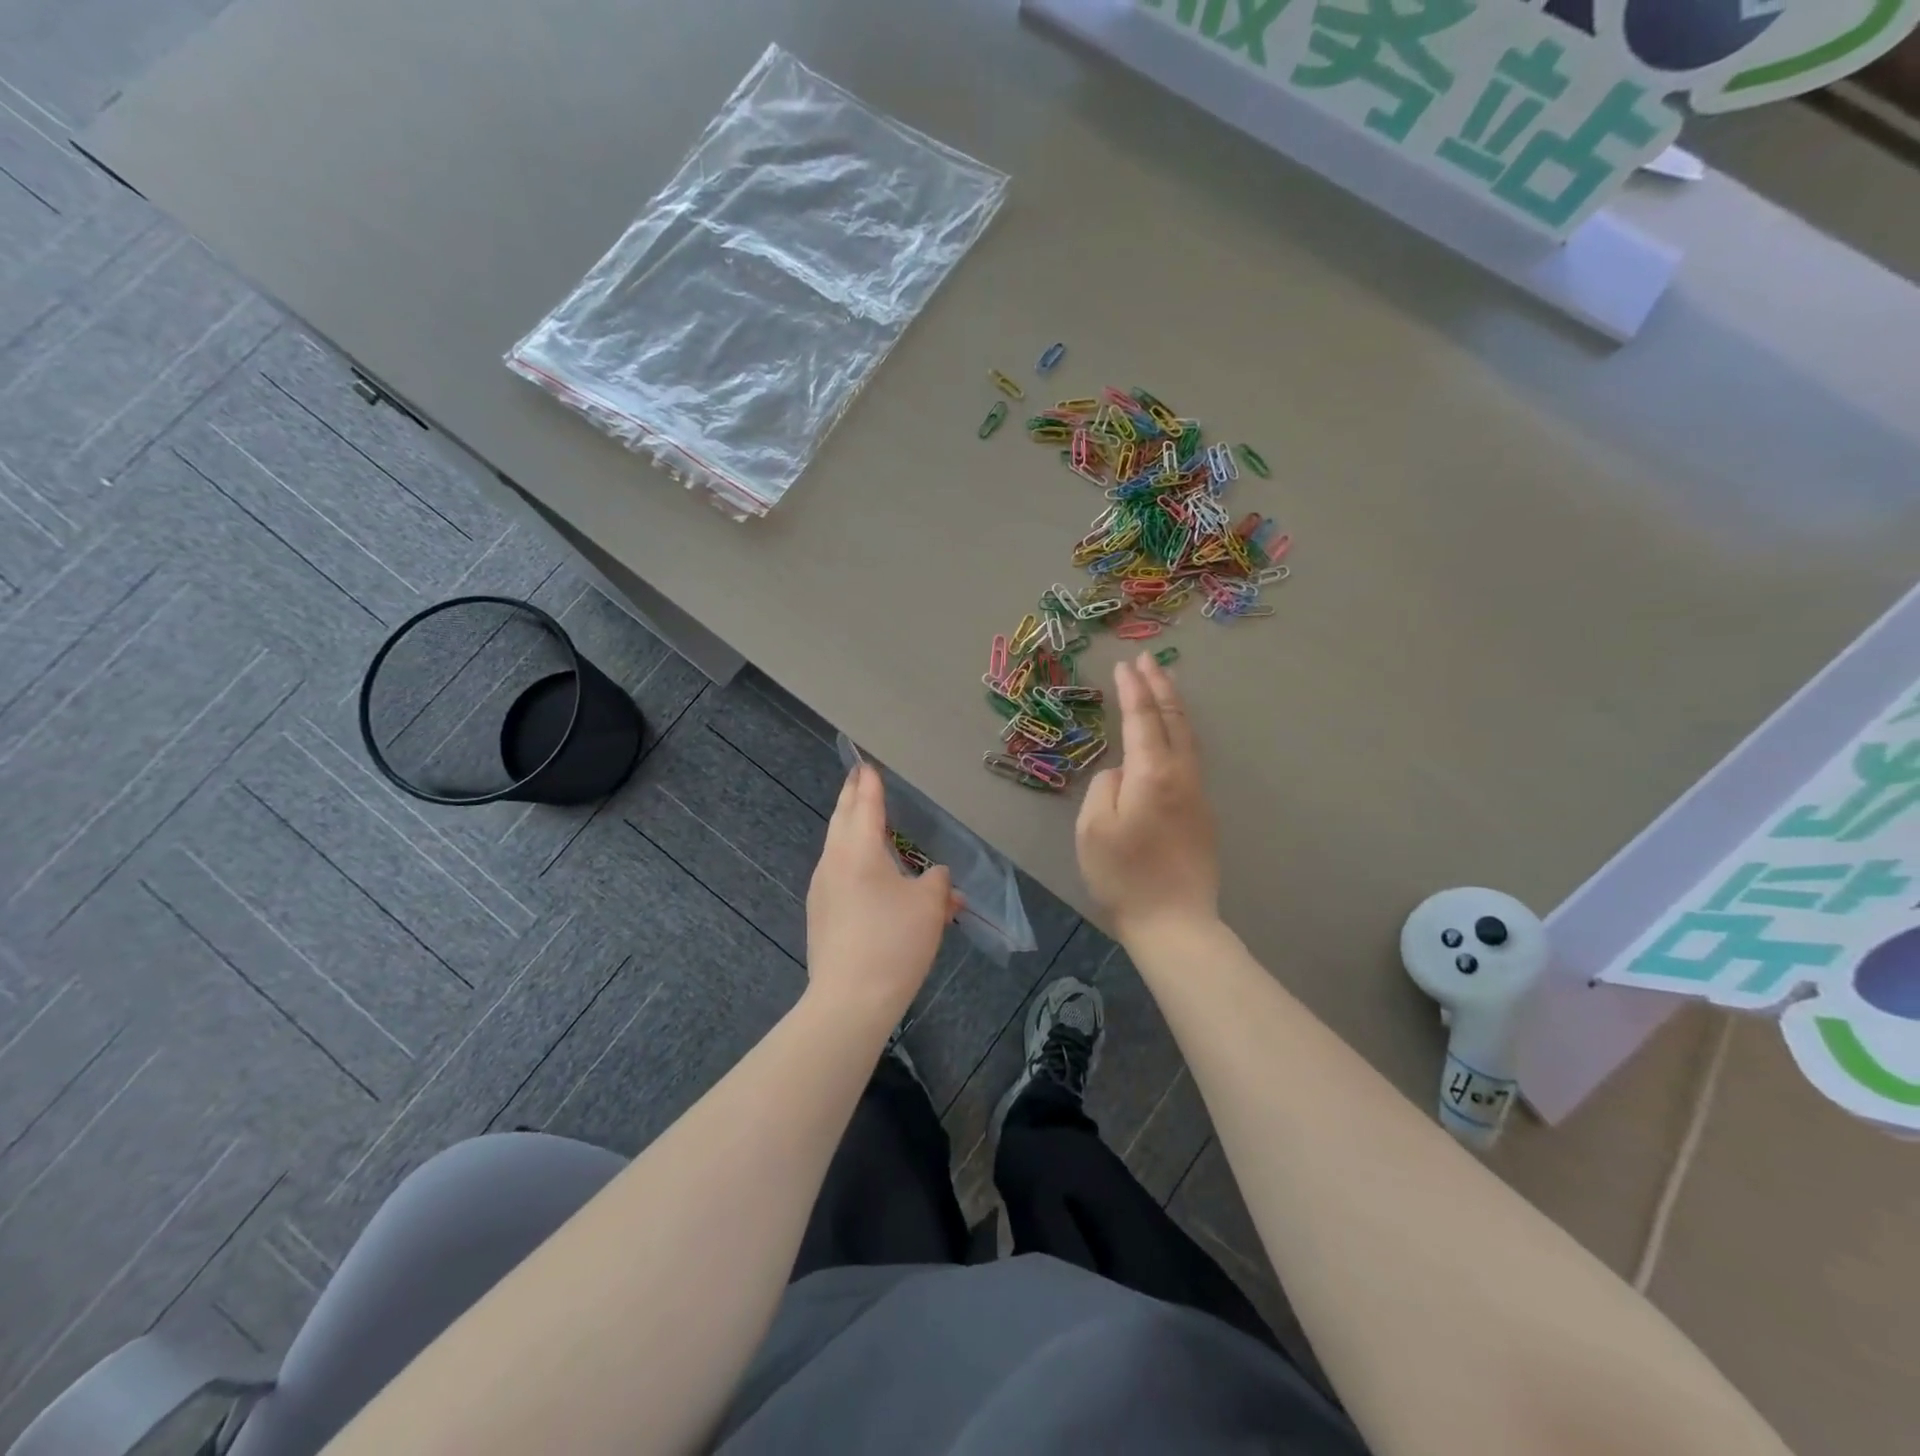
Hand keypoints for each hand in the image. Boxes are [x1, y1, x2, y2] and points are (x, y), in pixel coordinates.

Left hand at [806, 763, 962, 1022]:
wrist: (850, 1001)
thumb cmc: (893, 942)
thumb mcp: (930, 907)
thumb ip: (938, 882)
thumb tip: (937, 876)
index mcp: (858, 850)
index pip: (865, 804)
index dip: (869, 783)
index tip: (866, 764)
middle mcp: (834, 862)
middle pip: (843, 820)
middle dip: (853, 797)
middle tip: (859, 777)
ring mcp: (822, 890)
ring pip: (839, 848)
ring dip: (854, 831)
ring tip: (868, 822)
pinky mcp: (822, 915)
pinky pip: (841, 876)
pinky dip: (857, 864)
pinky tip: (874, 879)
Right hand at [1076, 652, 1220, 940]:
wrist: (1174, 922)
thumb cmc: (1124, 876)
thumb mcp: (1093, 828)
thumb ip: (1104, 787)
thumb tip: (1121, 773)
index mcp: (1152, 774)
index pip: (1142, 719)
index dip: (1132, 690)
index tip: (1125, 665)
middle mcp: (1181, 775)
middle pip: (1173, 720)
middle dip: (1160, 686)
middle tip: (1149, 660)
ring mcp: (1197, 795)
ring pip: (1188, 738)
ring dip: (1174, 707)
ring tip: (1163, 685)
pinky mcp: (1202, 814)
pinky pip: (1190, 758)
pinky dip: (1179, 733)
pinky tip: (1171, 736)